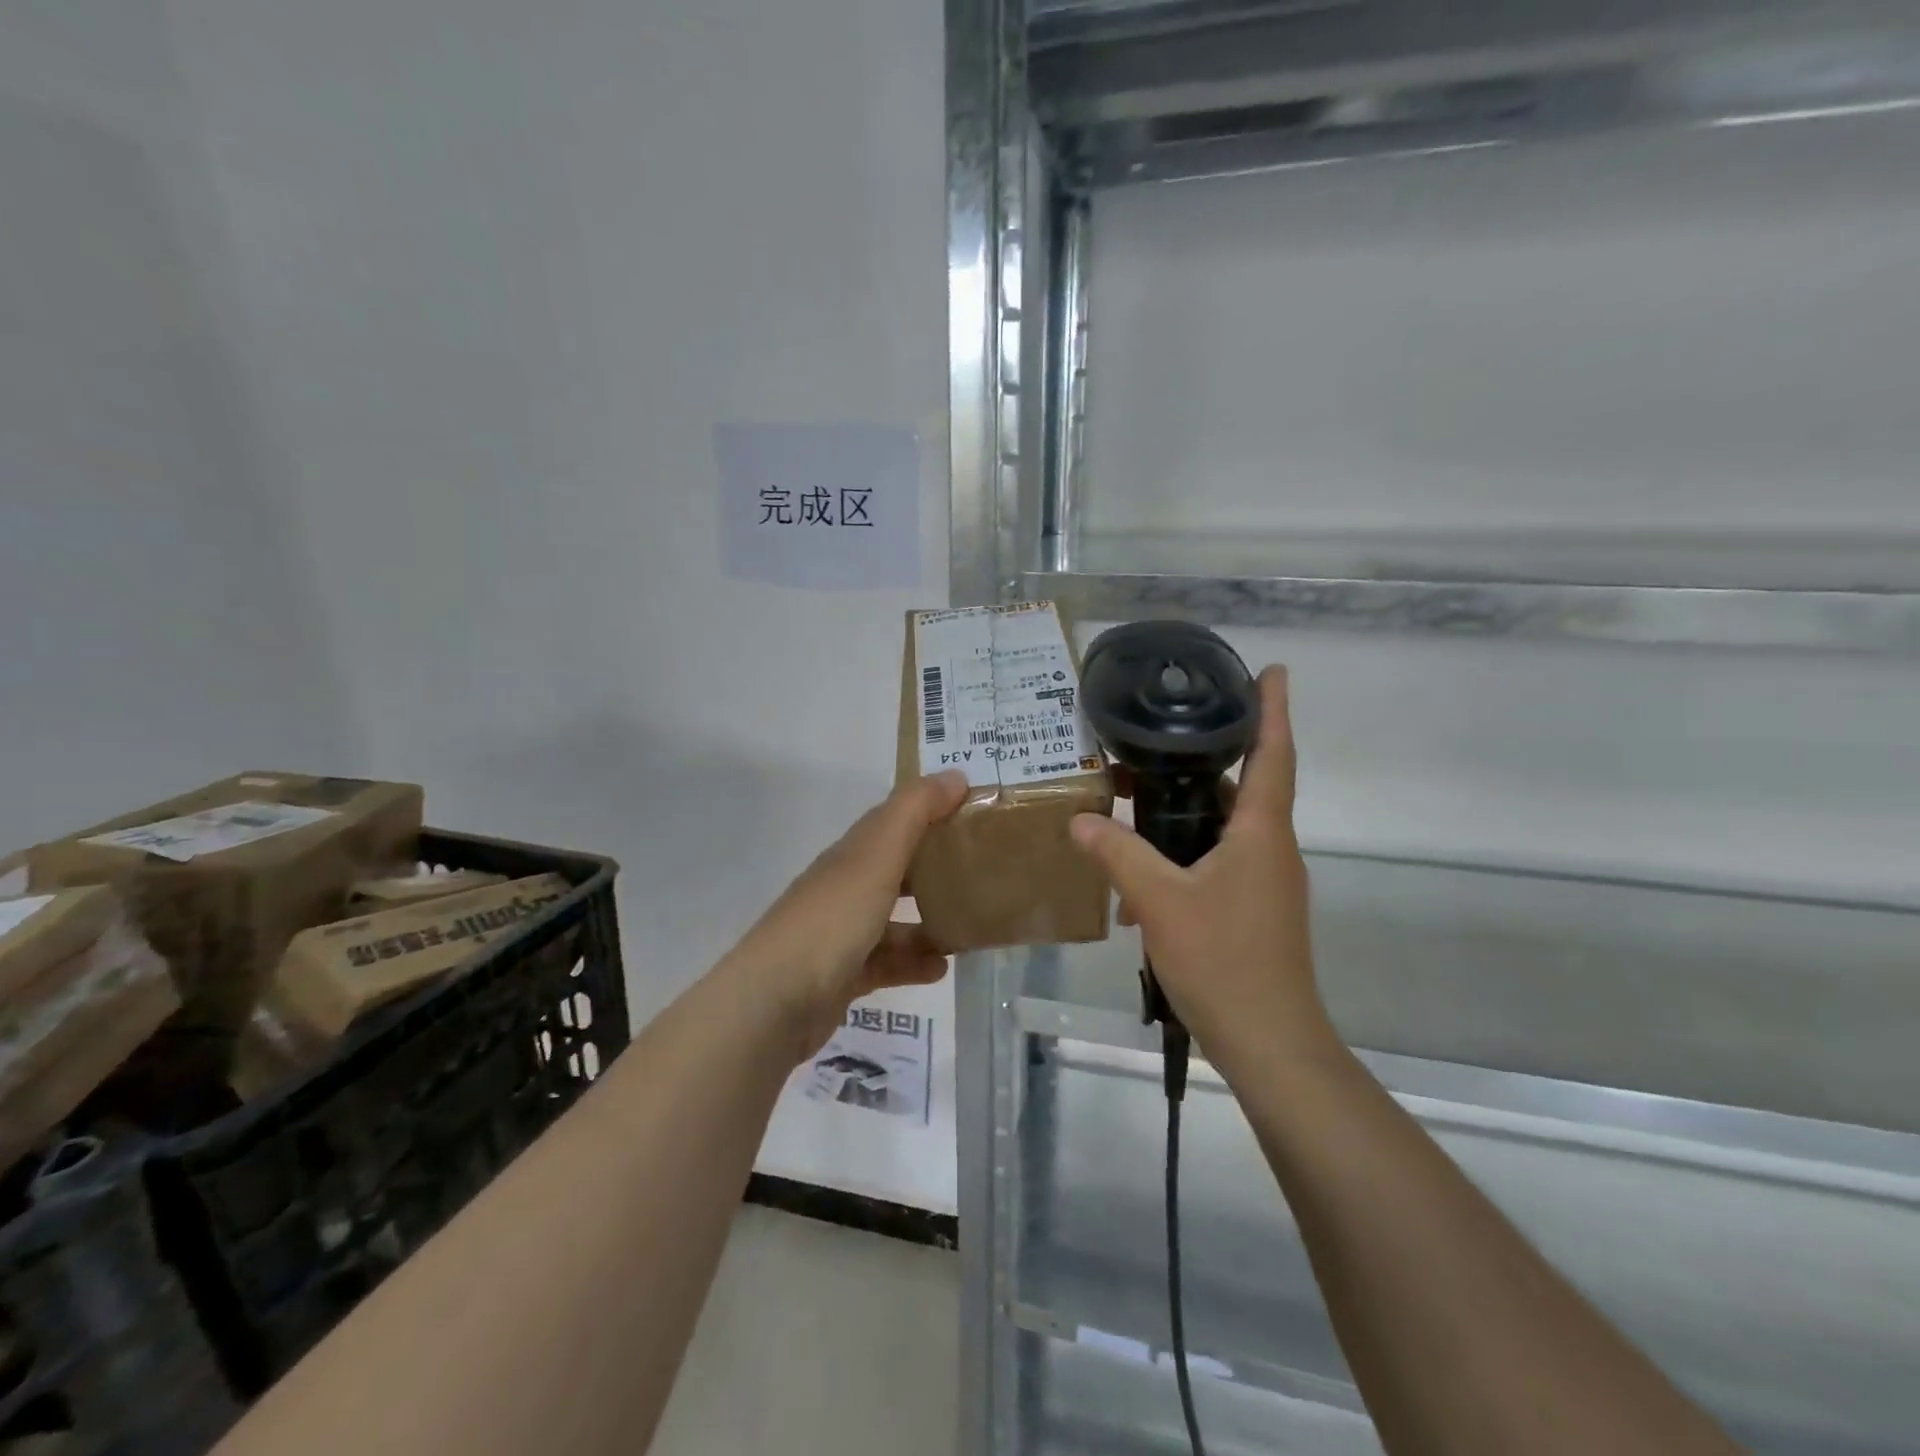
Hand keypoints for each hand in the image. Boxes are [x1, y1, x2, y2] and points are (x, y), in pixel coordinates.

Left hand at [724, 770, 969, 1057]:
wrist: (775, 1002)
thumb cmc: (832, 920)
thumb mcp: (877, 856)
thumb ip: (915, 812)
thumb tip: (956, 775)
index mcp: (851, 854)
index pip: (893, 821)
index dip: (929, 810)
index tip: (973, 812)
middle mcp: (844, 887)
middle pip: (895, 868)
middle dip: (934, 866)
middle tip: (981, 869)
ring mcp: (841, 933)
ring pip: (893, 919)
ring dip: (929, 920)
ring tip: (970, 923)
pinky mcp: (843, 975)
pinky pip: (887, 962)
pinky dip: (914, 962)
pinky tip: (942, 967)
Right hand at [1069, 667, 1334, 1067]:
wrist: (1270, 1043)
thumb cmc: (1224, 961)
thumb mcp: (1160, 902)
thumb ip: (1118, 854)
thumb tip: (1081, 819)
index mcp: (1261, 833)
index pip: (1274, 754)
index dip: (1274, 709)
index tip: (1272, 670)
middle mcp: (1270, 849)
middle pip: (1243, 786)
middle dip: (1204, 759)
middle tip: (1155, 739)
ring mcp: (1264, 882)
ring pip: (1225, 827)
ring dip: (1185, 812)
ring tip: (1133, 799)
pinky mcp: (1252, 908)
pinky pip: (1216, 862)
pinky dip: (1183, 854)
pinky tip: (1139, 875)